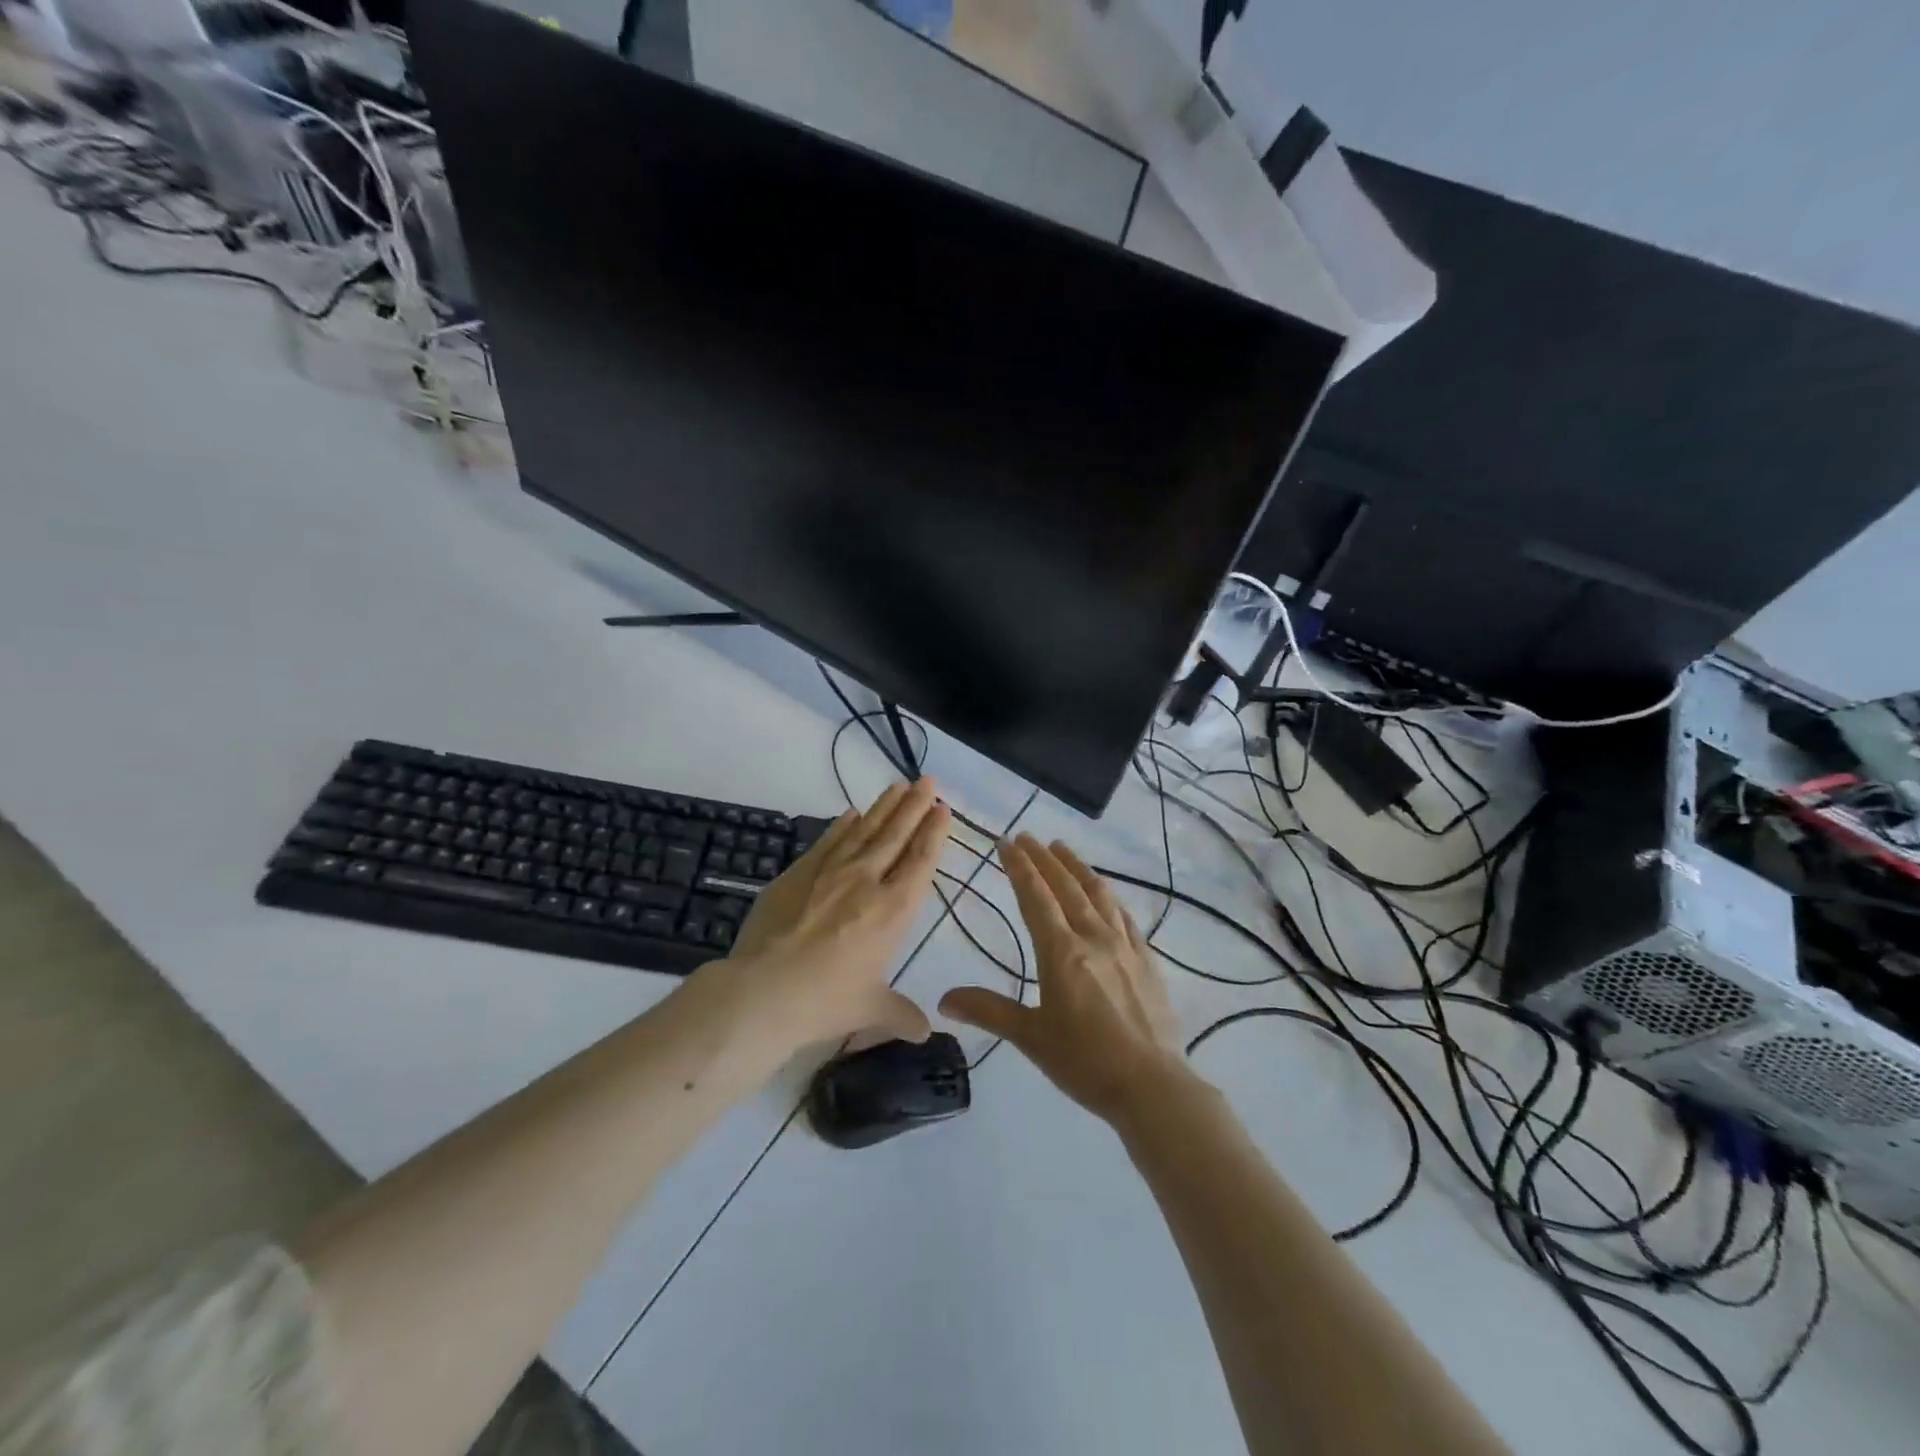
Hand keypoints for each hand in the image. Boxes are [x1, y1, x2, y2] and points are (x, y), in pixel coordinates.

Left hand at [715, 779, 949, 1057]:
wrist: (764, 990)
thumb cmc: (827, 1001)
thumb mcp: (871, 1009)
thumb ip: (901, 1014)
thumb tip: (925, 1032)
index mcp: (893, 910)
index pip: (921, 861)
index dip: (934, 833)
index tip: (942, 809)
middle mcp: (867, 881)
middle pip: (896, 835)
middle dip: (914, 806)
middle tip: (927, 781)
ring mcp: (830, 872)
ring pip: (864, 830)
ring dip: (883, 807)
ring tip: (897, 786)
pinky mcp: (798, 872)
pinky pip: (828, 841)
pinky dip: (842, 825)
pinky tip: (850, 813)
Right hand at [940, 834, 1186, 1124]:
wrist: (1152, 1086)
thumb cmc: (1084, 1062)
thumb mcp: (1030, 1037)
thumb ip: (988, 1010)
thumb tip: (943, 1000)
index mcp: (1061, 952)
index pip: (1035, 897)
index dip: (1019, 867)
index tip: (1006, 842)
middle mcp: (1092, 937)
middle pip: (1065, 886)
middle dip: (1043, 858)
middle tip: (1027, 836)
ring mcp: (1124, 945)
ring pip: (1098, 893)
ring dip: (1077, 867)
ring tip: (1062, 848)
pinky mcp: (1146, 959)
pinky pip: (1124, 915)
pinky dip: (1108, 896)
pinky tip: (1105, 893)